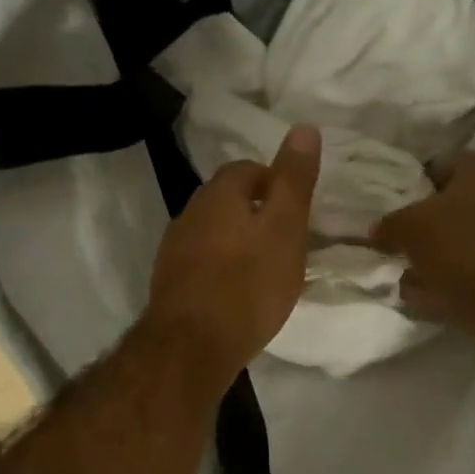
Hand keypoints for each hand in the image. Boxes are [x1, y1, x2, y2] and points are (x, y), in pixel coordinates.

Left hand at [144, 126, 321, 389]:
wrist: (192, 346)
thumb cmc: (248, 284)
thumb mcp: (285, 228)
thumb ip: (294, 180)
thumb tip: (304, 127)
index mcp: (218, 194)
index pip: (248, 169)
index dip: (275, 183)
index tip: (297, 210)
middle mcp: (189, 214)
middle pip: (227, 201)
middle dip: (255, 213)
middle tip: (286, 240)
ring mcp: (174, 251)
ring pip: (212, 234)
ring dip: (237, 243)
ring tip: (265, 270)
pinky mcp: (169, 284)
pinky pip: (202, 265)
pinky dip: (221, 271)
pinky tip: (237, 295)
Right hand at [371, 152, 474, 337]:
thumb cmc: (461, 245)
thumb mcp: (409, 228)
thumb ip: (389, 226)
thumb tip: (376, 231)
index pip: (437, 167)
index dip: (411, 186)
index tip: (389, 207)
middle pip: (449, 207)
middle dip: (422, 226)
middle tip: (394, 241)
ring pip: (458, 241)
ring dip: (433, 256)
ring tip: (402, 271)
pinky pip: (466, 271)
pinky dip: (446, 280)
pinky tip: (421, 292)